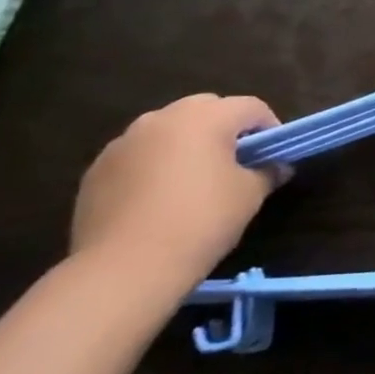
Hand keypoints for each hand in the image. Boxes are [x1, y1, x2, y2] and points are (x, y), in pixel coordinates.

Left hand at [70, 94, 286, 291]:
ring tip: (196, 179)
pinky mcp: (97, 169)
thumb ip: (267, 172)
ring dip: (188, 143)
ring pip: (168, 129)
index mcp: (204, 118)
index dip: (270, 126)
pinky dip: (156, 164)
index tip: (274, 155)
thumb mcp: (250, 195)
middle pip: (206, 108)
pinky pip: (139, 154)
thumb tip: (277, 167)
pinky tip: (160, 198)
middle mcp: (162, 119)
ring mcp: (123, 142)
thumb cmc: (201, 220)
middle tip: (237, 161)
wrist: (125, 267)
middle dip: (226, 127)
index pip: (251, 107)